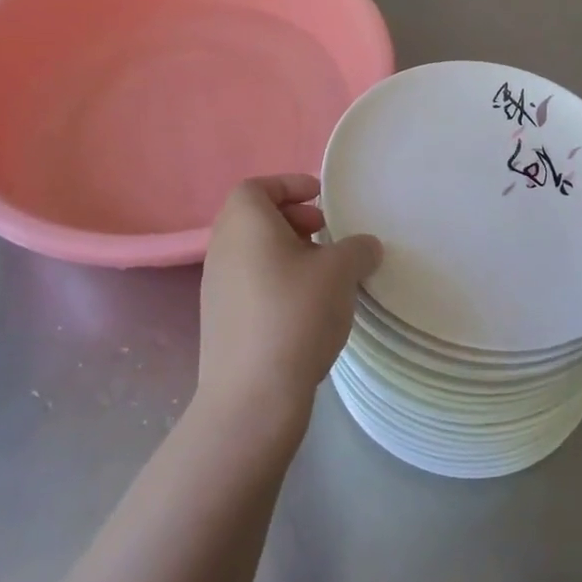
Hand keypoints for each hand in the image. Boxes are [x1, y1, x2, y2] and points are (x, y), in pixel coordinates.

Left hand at [196, 175, 381, 431]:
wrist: (253, 396)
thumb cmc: (295, 314)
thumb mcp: (340, 272)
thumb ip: (357, 248)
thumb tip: (365, 246)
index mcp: (244, 224)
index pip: (257, 186)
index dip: (289, 185)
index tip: (321, 199)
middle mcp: (222, 248)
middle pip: (255, 218)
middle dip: (293, 219)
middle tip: (326, 234)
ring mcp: (216, 287)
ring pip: (253, 252)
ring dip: (288, 252)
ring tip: (324, 273)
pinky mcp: (221, 321)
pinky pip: (250, 282)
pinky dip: (277, 280)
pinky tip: (307, 307)